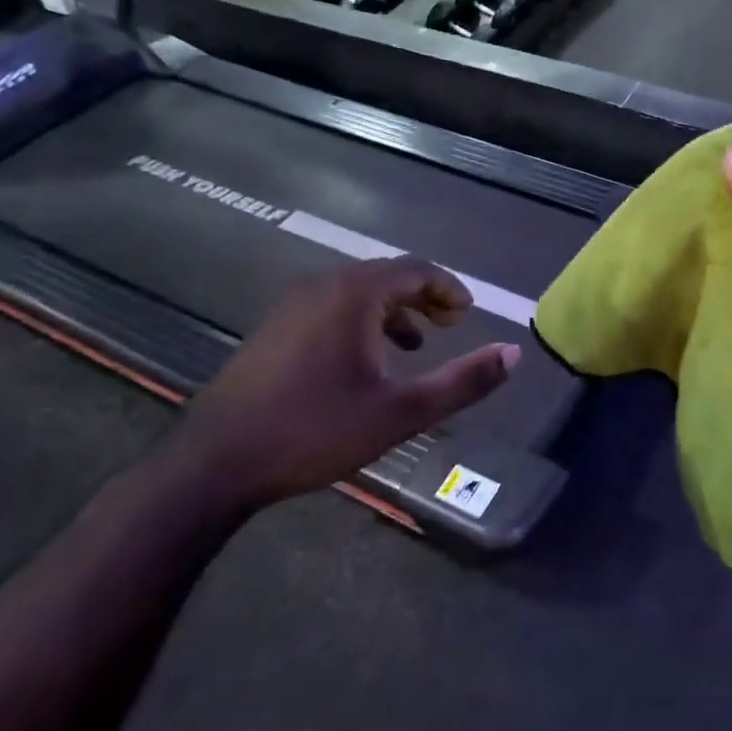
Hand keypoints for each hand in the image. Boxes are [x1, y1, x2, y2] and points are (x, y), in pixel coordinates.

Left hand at [173, 257, 517, 507]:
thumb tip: (513, 354)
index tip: (468, 313)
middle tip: (451, 324)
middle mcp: (322, 285)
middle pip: (386, 275)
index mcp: (354, 294)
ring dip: (393, 310)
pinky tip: (365, 360)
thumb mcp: (402, 411)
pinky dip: (361, 321)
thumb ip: (462, 381)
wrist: (218, 461)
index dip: (448, 288)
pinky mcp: (274, 327)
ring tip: (416, 343)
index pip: (416, 269)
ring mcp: (291, 304)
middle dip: (424, 297)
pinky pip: (331, 307)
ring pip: (357, 292)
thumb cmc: (316, 430)